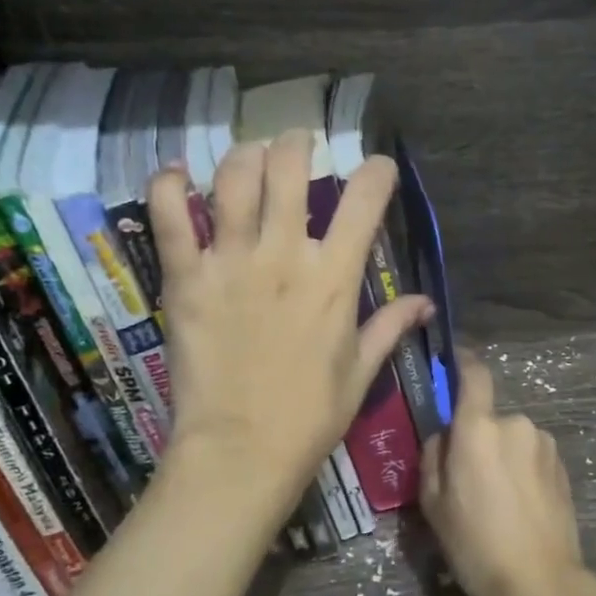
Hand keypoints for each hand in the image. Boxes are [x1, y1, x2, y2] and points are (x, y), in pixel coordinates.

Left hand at [147, 130, 432, 523]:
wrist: (241, 451)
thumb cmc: (310, 416)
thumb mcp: (360, 372)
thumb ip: (390, 327)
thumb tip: (427, 303)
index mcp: (334, 278)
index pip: (364, 202)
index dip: (376, 173)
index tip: (377, 169)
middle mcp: (284, 256)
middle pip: (290, 170)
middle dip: (297, 144)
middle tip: (296, 145)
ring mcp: (231, 263)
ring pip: (234, 179)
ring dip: (244, 155)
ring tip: (249, 155)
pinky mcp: (186, 279)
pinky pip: (170, 217)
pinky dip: (168, 186)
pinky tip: (175, 174)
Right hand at [419, 349, 595, 595]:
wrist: (540, 583)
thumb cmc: (475, 544)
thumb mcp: (434, 503)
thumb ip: (434, 457)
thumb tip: (444, 436)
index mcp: (479, 428)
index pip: (474, 375)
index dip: (463, 363)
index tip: (453, 362)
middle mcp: (516, 425)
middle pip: (489, 417)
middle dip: (477, 436)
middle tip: (466, 477)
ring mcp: (545, 445)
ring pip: (512, 439)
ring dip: (501, 455)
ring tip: (496, 500)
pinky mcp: (563, 467)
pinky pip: (531, 456)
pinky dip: (521, 470)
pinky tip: (519, 506)